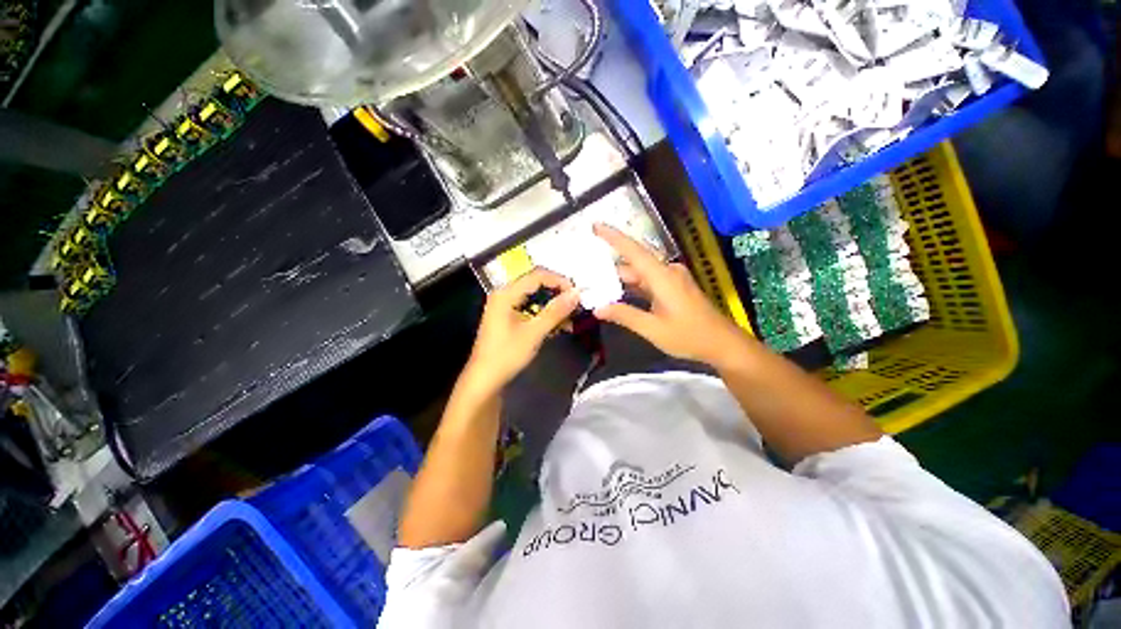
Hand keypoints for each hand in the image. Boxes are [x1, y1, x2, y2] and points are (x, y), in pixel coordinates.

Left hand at [464, 268, 579, 394]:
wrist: (484, 380)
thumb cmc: (506, 355)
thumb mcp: (534, 332)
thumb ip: (555, 311)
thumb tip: (577, 293)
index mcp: (506, 293)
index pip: (537, 275)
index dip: (560, 281)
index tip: (577, 294)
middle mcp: (505, 294)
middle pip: (536, 284)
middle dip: (558, 293)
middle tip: (576, 306)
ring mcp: (505, 306)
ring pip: (535, 297)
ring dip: (553, 306)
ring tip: (570, 319)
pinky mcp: (508, 318)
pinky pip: (530, 308)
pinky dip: (545, 314)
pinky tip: (558, 326)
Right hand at [592, 224, 749, 367]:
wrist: (722, 343)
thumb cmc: (689, 336)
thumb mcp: (653, 329)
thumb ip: (625, 316)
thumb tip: (598, 308)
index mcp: (663, 277)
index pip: (634, 251)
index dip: (613, 237)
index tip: (595, 226)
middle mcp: (667, 272)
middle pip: (633, 265)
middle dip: (610, 270)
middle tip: (586, 275)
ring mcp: (672, 279)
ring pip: (640, 275)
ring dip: (621, 281)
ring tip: (597, 286)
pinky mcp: (674, 287)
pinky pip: (648, 282)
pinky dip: (633, 287)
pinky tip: (618, 295)